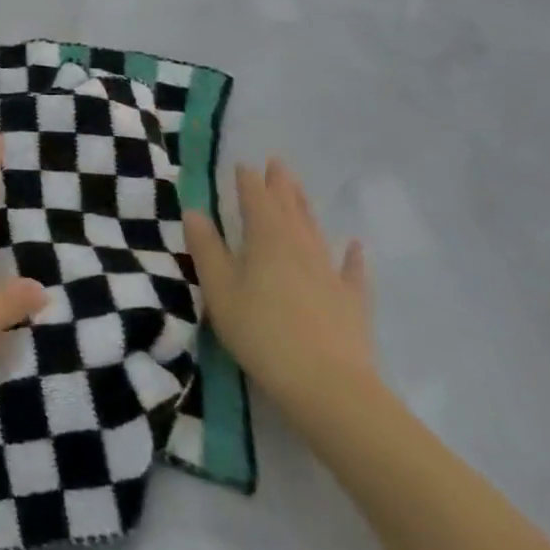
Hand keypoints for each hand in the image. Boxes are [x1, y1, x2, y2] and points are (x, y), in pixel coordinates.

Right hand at [184, 158, 378, 418]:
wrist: (327, 386)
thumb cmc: (261, 333)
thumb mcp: (220, 290)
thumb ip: (206, 248)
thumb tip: (194, 211)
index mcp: (265, 237)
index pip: (255, 197)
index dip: (248, 180)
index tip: (241, 165)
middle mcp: (299, 245)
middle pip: (288, 207)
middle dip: (280, 184)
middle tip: (276, 163)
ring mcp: (329, 272)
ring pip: (315, 230)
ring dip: (305, 207)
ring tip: (299, 189)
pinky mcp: (351, 301)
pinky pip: (352, 271)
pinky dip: (353, 256)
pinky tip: (355, 246)